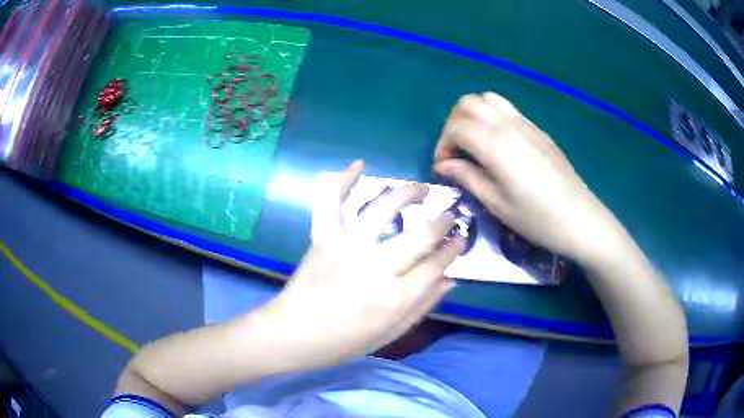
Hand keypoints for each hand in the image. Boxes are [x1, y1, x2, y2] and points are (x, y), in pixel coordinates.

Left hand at [260, 161, 464, 371]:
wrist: (292, 334)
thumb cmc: (342, 342)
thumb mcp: (389, 335)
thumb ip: (422, 307)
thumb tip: (449, 279)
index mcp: (394, 299)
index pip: (436, 265)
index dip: (453, 249)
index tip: (461, 239)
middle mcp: (374, 267)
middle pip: (420, 235)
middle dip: (442, 221)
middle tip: (450, 214)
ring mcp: (346, 247)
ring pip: (384, 208)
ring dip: (407, 192)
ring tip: (421, 189)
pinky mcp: (322, 237)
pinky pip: (331, 201)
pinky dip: (343, 180)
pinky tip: (359, 164)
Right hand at [433, 92, 619, 262]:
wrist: (580, 218)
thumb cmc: (537, 218)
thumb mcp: (497, 204)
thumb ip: (467, 177)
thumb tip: (443, 165)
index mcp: (496, 144)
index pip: (456, 127)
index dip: (443, 145)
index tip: (444, 168)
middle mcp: (508, 124)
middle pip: (468, 103)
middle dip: (453, 123)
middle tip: (456, 152)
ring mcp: (526, 123)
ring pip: (487, 98)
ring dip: (472, 114)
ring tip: (474, 143)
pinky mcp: (537, 129)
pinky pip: (507, 108)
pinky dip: (491, 116)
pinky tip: (497, 143)